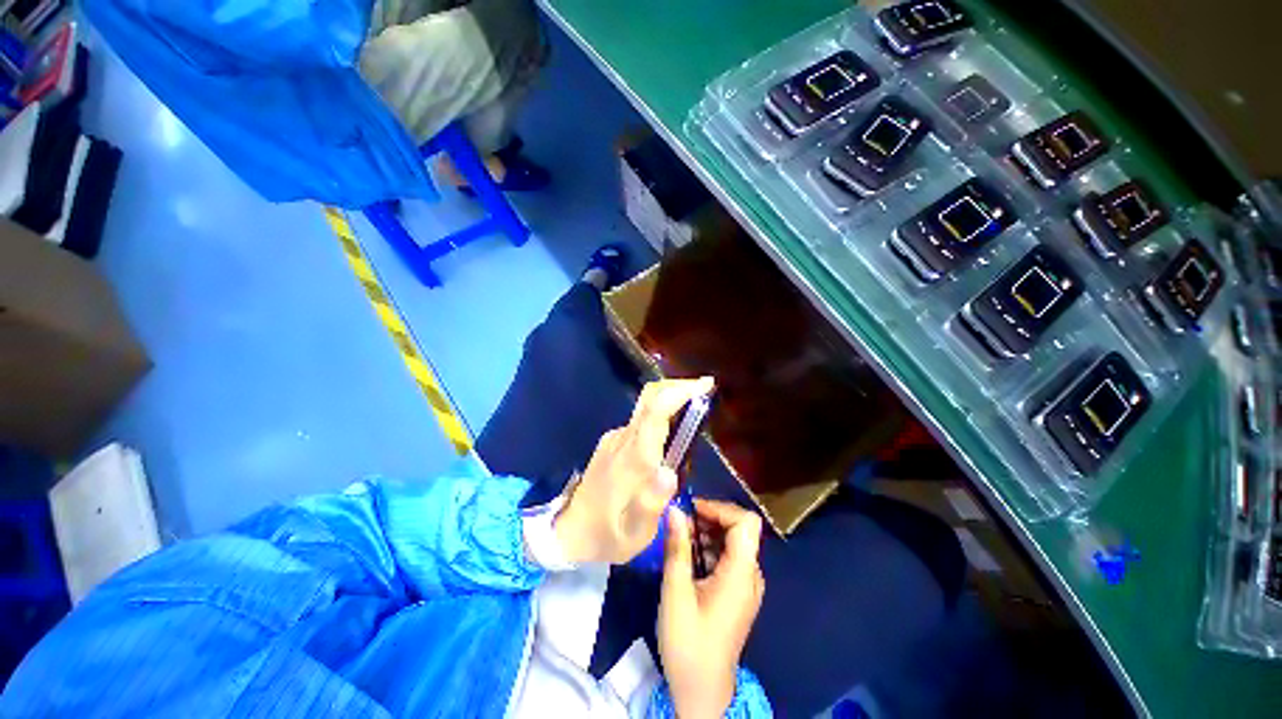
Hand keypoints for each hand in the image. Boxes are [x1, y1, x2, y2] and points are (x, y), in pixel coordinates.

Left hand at [554, 377, 714, 564]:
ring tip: (694, 411)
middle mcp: (623, 439)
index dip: (680, 392)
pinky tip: (671, 434)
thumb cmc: (608, 535)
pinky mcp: (611, 442)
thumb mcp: (635, 533)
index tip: (706, 385)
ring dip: (671, 400)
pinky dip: (660, 416)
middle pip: (650, 397)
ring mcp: (615, 438)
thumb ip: (652, 503)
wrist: (569, 532)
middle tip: (704, 390)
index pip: (656, 411)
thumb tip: (670, 472)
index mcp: (633, 457)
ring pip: (646, 407)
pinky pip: (640, 421)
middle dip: (678, 387)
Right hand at [658, 500, 764, 718]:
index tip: (691, 510)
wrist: (701, 691)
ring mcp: (745, 585)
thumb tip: (674, 509)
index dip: (720, 508)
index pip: (745, 522)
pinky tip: (687, 557)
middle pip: (738, 529)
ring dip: (706, 532)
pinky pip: (728, 558)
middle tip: (679, 523)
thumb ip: (677, 548)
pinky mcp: (737, 593)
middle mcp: (750, 575)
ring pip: (732, 542)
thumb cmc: (688, 644)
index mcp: (740, 574)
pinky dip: (708, 548)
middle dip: (709, 518)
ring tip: (679, 539)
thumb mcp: (675, 593)